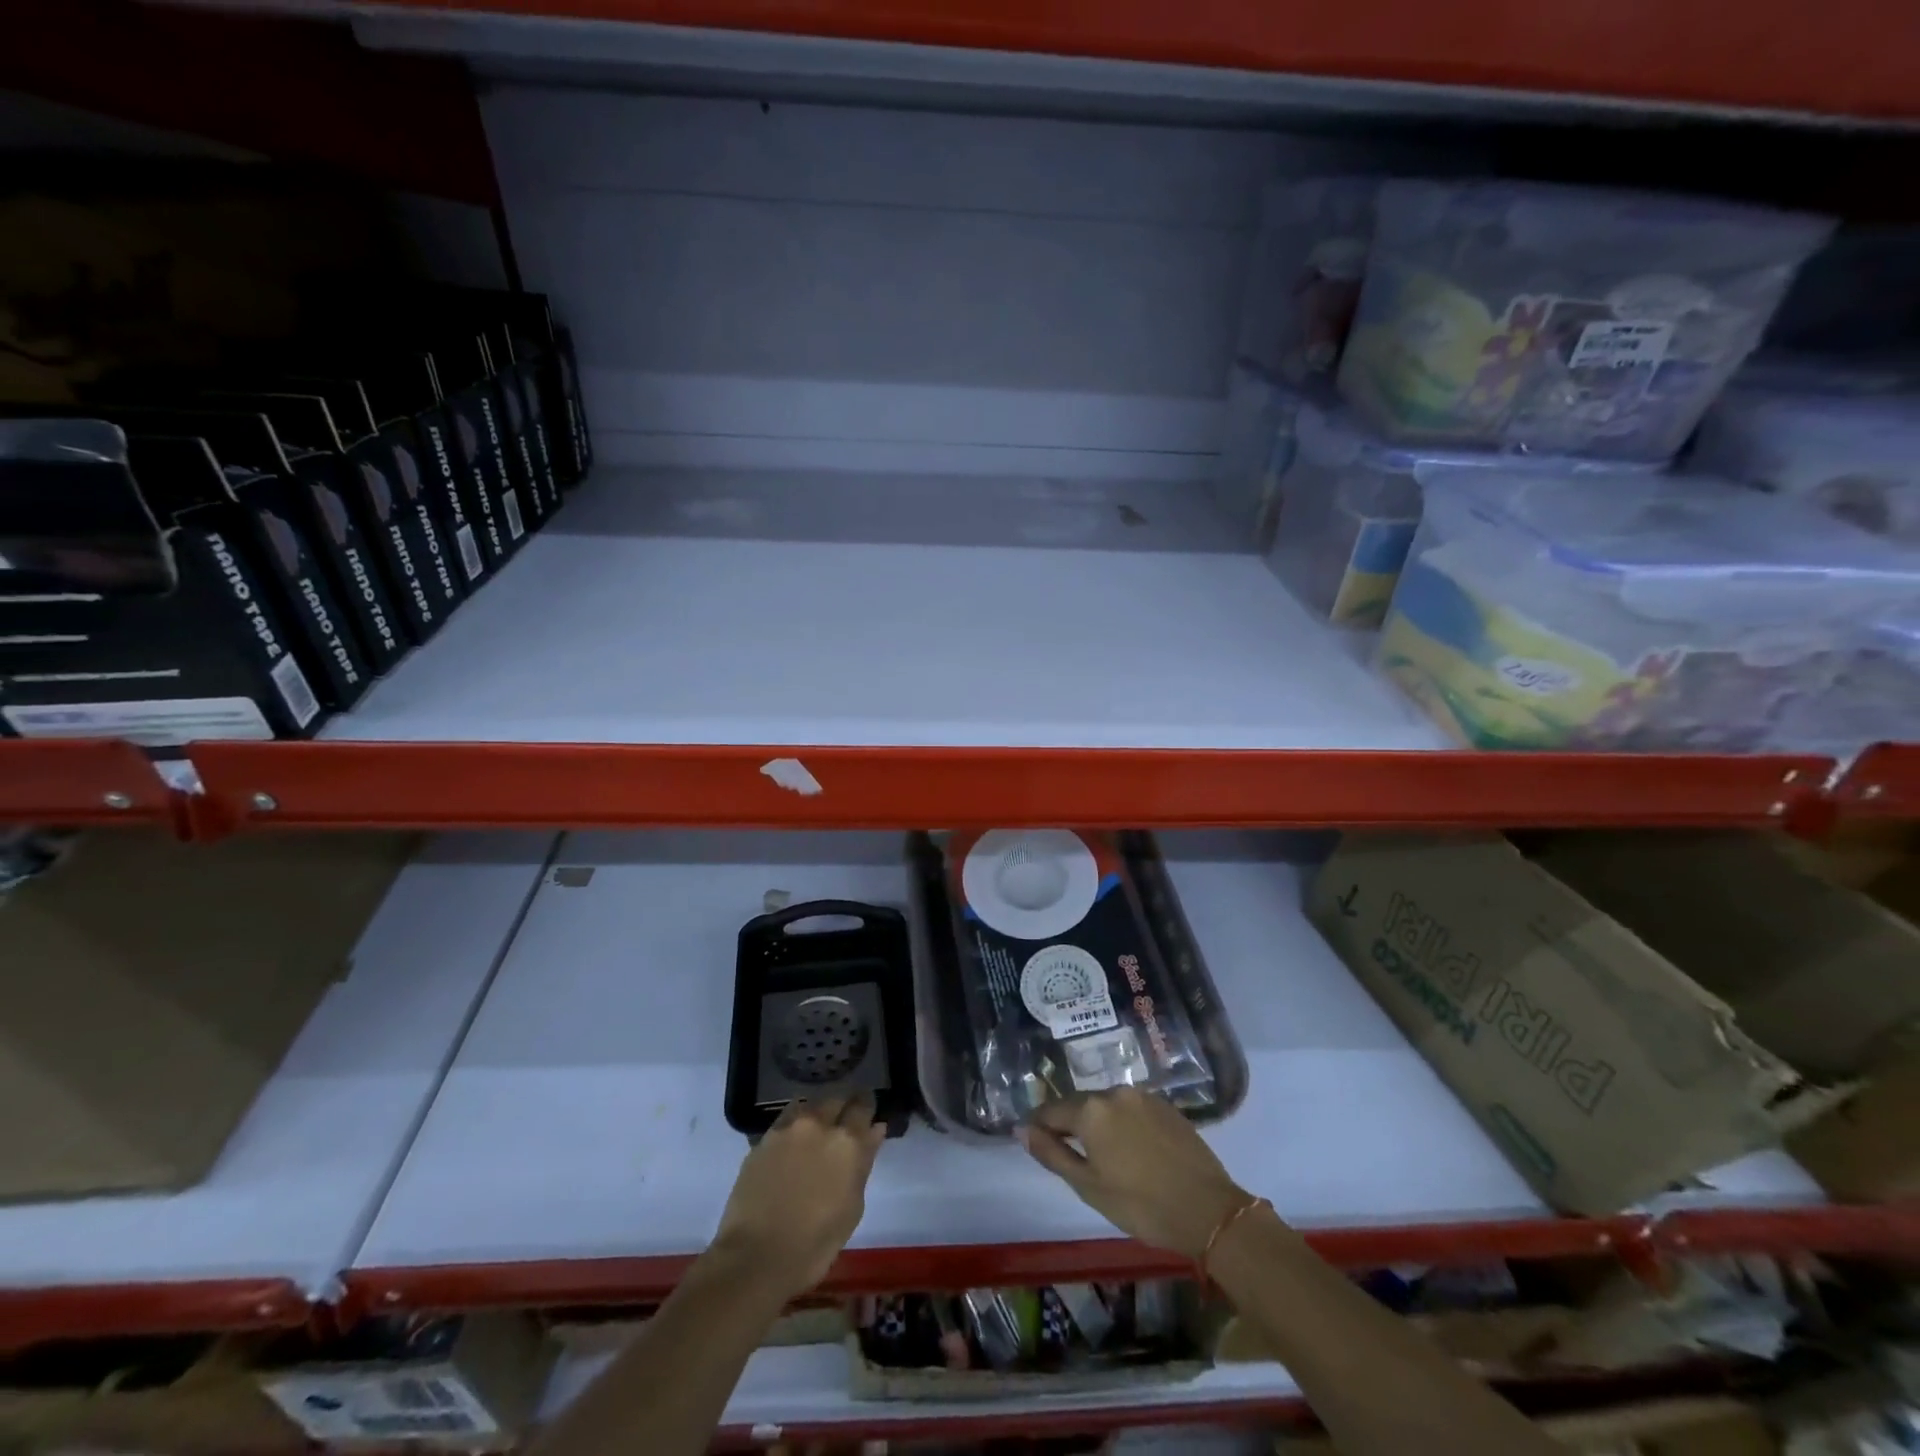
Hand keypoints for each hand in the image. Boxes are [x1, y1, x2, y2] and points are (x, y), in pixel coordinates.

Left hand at [713, 1095, 886, 1299]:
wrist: (755, 1257)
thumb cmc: (814, 1244)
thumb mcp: (852, 1208)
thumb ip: (864, 1163)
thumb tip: (874, 1131)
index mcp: (848, 1142)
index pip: (863, 1107)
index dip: (867, 1108)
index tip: (868, 1114)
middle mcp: (820, 1124)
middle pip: (836, 1100)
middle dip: (843, 1108)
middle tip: (842, 1125)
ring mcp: (789, 1128)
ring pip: (810, 1105)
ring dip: (818, 1114)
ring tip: (816, 1132)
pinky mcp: (765, 1138)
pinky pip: (786, 1119)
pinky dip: (795, 1125)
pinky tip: (793, 1143)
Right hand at [1018, 1088, 1248, 1258]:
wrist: (1207, 1210)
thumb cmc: (1140, 1205)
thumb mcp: (1088, 1186)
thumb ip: (1051, 1153)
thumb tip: (1022, 1129)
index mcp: (1090, 1110)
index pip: (1051, 1110)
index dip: (1040, 1127)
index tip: (1036, 1143)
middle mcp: (1114, 1092)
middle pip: (1080, 1104)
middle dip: (1071, 1125)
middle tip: (1072, 1156)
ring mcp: (1143, 1096)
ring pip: (1107, 1105)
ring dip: (1099, 1124)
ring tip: (1104, 1156)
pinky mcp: (1166, 1105)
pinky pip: (1132, 1109)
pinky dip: (1124, 1124)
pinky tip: (1132, 1150)